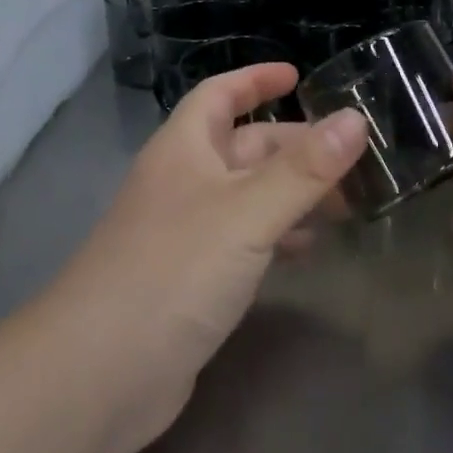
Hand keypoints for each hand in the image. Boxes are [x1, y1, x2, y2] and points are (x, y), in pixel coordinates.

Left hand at [48, 63, 367, 452]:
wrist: (97, 377)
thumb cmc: (173, 271)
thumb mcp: (247, 213)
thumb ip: (304, 169)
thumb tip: (355, 119)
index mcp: (184, 150)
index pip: (219, 94)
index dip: (255, 80)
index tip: (298, 76)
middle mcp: (183, 183)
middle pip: (243, 147)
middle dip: (294, 146)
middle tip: (350, 157)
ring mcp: (185, 234)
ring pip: (248, 196)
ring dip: (292, 193)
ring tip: (344, 203)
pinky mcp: (192, 281)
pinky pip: (244, 241)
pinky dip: (278, 237)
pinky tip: (308, 250)